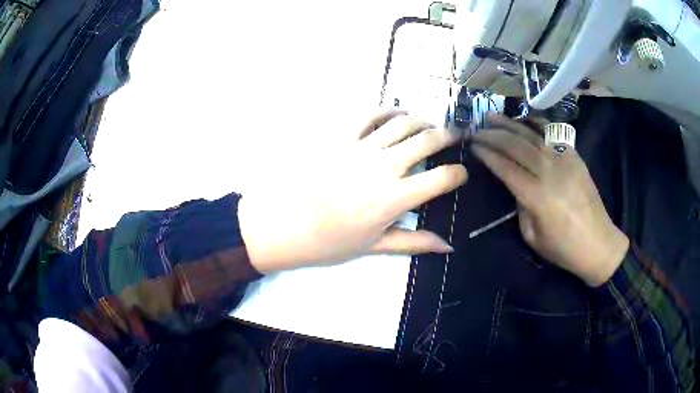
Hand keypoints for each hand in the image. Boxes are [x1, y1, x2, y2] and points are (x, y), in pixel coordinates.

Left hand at [238, 110, 466, 273]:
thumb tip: (447, 247)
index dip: (458, 174)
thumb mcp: (375, 246)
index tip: (461, 175)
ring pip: (402, 122)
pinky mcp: (340, 136)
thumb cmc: (329, 241)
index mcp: (395, 198)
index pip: (441, 178)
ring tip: (428, 125)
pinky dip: (387, 110)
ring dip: (421, 120)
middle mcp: (384, 166)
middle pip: (427, 140)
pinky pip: (368, 115)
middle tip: (454, 137)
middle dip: (448, 136)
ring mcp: (361, 147)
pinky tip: (396, 113)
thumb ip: (414, 242)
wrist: (284, 225)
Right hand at [471, 114, 628, 286]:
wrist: (598, 243)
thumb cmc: (563, 248)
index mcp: (536, 196)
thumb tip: (516, 186)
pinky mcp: (574, 156)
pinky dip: (535, 124)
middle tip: (475, 130)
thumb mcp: (532, 236)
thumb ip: (520, 207)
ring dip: (509, 124)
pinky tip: (524, 120)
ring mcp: (563, 160)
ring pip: (531, 135)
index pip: (505, 167)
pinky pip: (552, 134)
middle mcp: (549, 171)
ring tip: (492, 117)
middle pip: (515, 145)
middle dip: (492, 135)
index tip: (472, 146)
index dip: (486, 154)